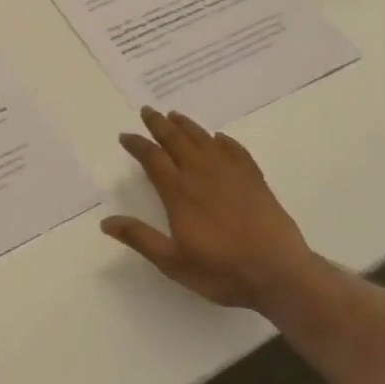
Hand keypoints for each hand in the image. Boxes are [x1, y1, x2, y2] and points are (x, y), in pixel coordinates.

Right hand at [102, 107, 315, 313]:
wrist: (279, 273)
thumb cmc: (222, 271)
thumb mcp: (173, 263)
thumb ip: (140, 238)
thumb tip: (105, 221)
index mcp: (179, 192)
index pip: (153, 158)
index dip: (137, 145)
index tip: (125, 136)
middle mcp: (202, 174)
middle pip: (176, 140)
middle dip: (159, 124)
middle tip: (147, 111)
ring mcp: (231, 173)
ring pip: (204, 139)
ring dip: (187, 125)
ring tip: (175, 115)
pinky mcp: (254, 179)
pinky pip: (235, 150)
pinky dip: (224, 141)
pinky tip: (219, 138)